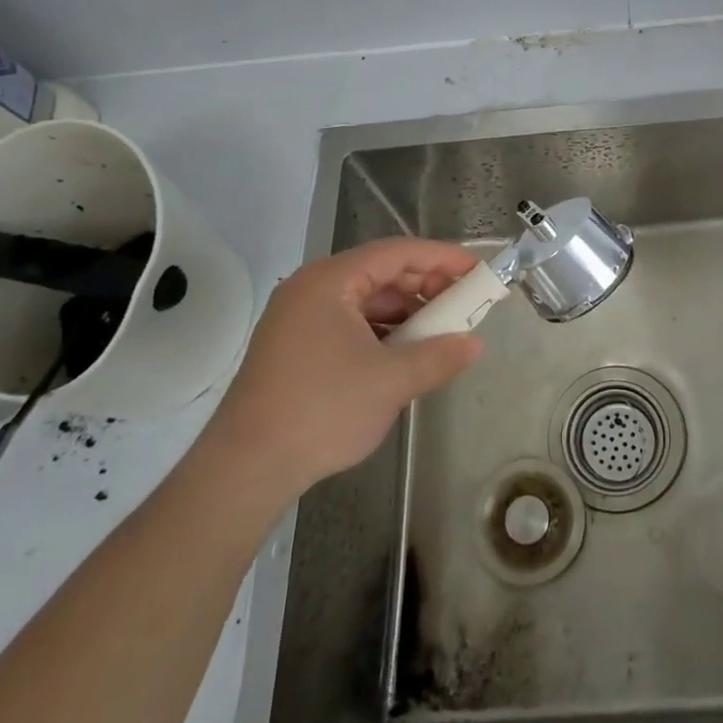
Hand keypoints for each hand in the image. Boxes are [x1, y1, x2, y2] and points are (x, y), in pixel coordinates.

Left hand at [197, 237, 482, 500]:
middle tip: (464, 305)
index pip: (397, 253)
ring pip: (365, 301)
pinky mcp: (294, 348)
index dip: (442, 258)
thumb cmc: (322, 410)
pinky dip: (381, 333)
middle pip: (380, 273)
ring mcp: (297, 319)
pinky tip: (403, 356)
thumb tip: (474, 344)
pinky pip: (348, 325)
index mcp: (329, 281)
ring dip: (405, 314)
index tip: (477, 271)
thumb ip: (439, 356)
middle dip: (425, 287)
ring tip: (439, 334)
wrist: (245, 469)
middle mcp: (310, 290)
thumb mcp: (391, 382)